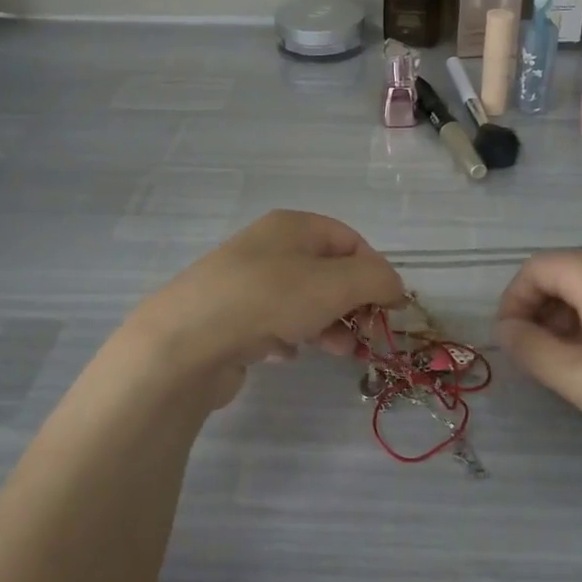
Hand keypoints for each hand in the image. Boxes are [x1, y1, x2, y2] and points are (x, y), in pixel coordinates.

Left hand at [121, 210, 402, 411]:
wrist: (186, 342)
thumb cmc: (268, 300)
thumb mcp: (335, 284)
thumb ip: (377, 280)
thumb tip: (396, 288)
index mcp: (293, 226)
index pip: (350, 240)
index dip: (375, 271)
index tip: (390, 307)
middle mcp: (268, 248)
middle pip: (328, 272)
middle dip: (354, 303)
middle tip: (368, 335)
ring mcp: (246, 284)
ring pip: (303, 301)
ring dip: (328, 325)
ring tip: (338, 352)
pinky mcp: (231, 319)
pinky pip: (274, 324)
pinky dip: (291, 338)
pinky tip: (288, 354)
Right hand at [494, 253, 581, 458]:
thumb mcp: (581, 379)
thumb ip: (532, 351)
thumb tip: (505, 330)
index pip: (538, 267)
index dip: (513, 299)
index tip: (510, 340)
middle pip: (564, 273)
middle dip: (538, 309)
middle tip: (536, 355)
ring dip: (565, 318)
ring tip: (567, 363)